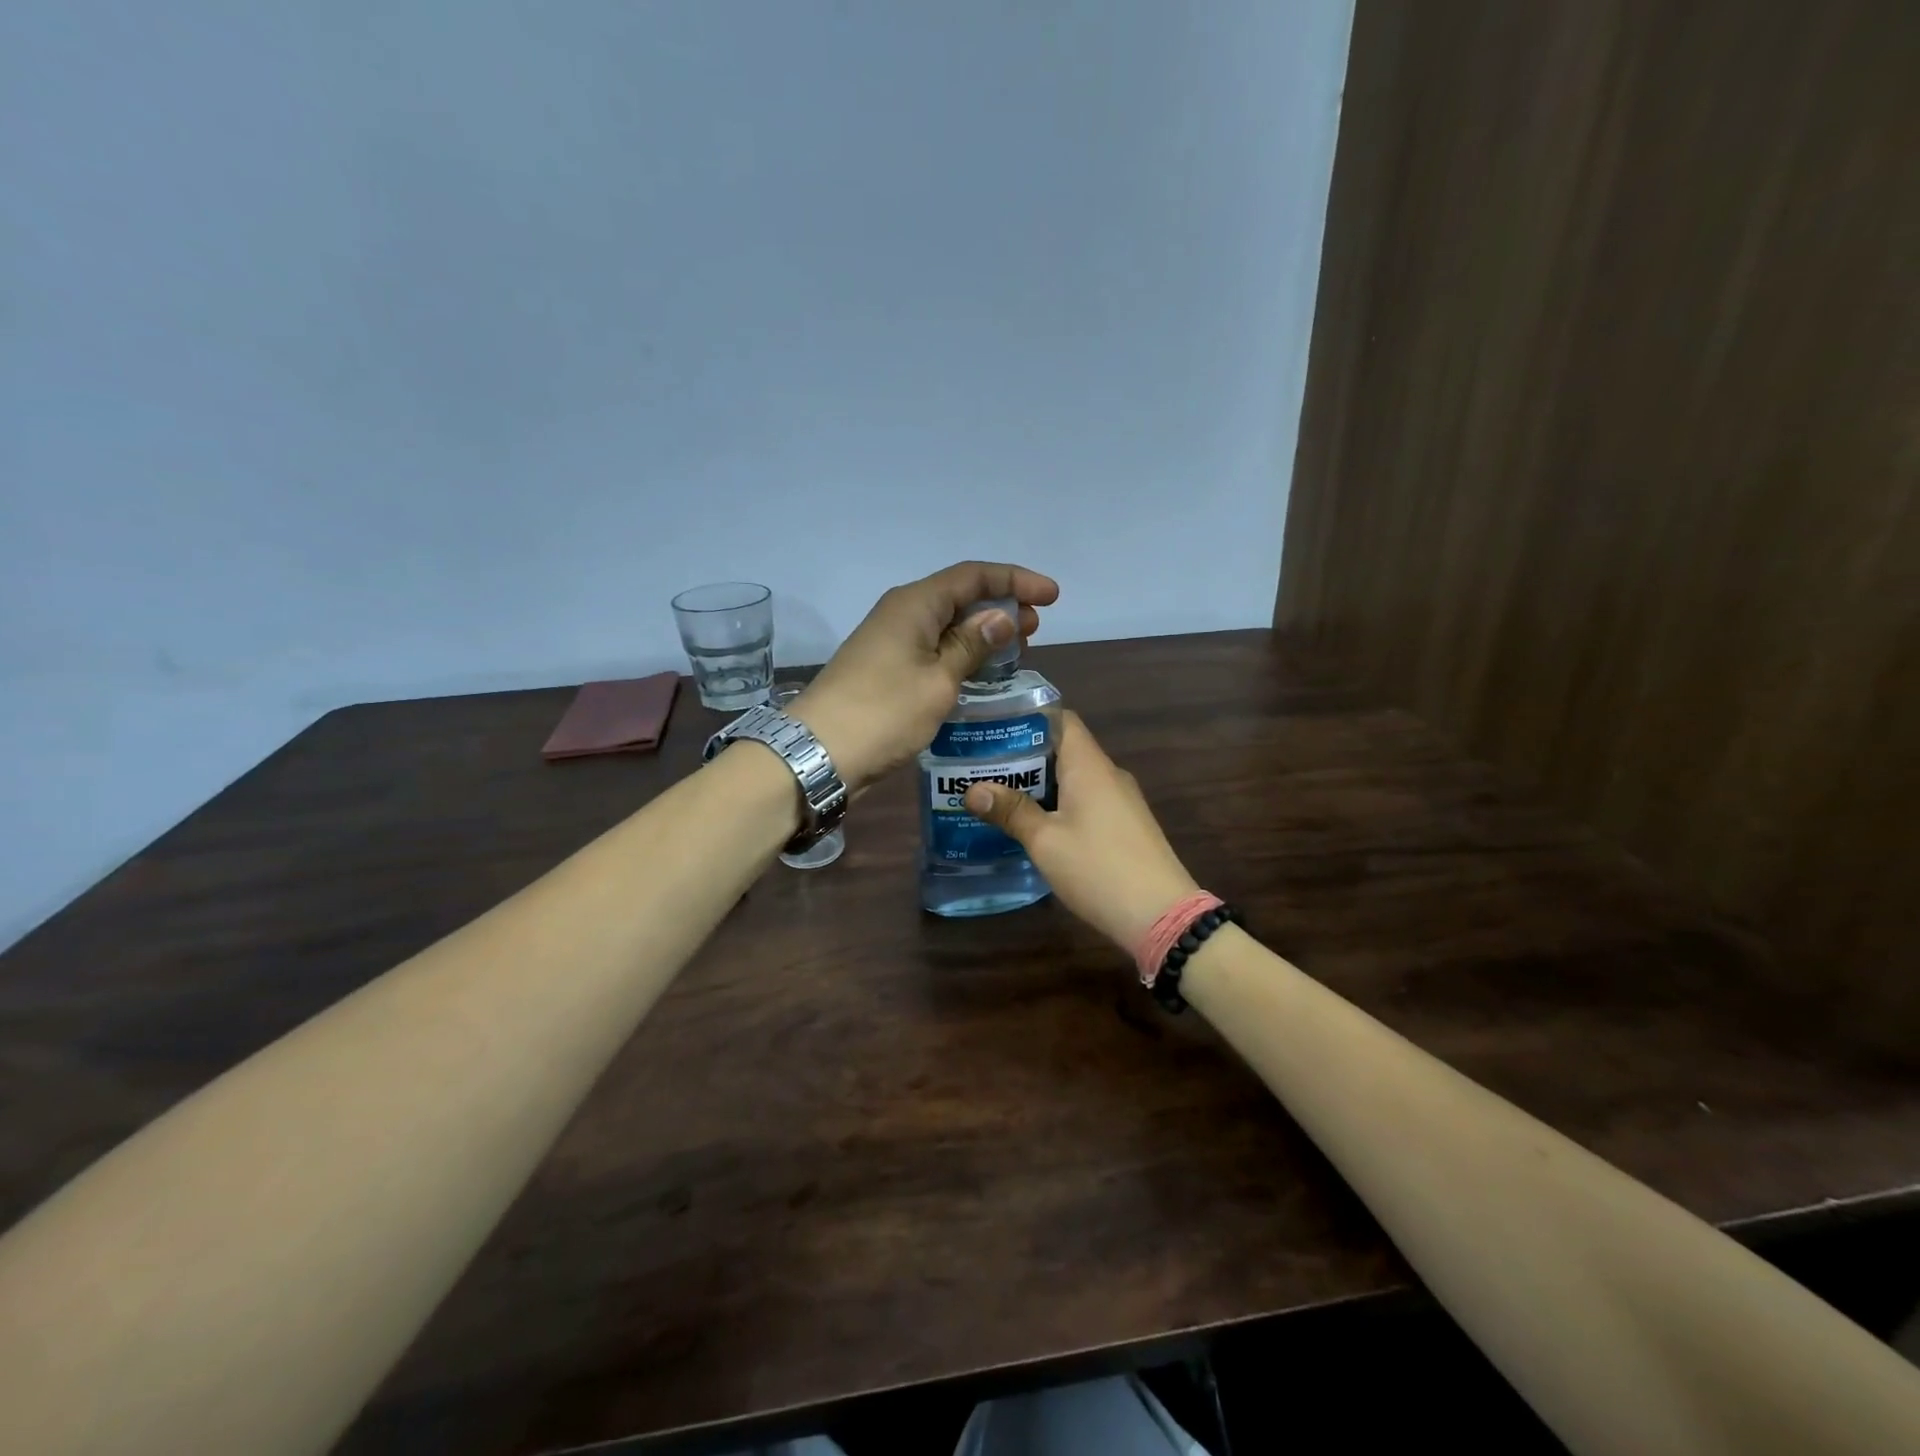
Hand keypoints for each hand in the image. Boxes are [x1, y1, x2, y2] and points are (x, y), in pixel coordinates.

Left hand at [792, 562, 1058, 791]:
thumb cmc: (885, 712)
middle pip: (959, 595)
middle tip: (1035, 627)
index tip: (1052, 596)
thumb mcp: (939, 680)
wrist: (820, 751)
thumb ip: (972, 645)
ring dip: (982, 630)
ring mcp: (891, 640)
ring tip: (1017, 647)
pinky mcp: (886, 667)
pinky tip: (980, 669)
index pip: (974, 576)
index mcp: (915, 603)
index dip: (1015, 580)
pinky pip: (933, 646)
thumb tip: (1000, 618)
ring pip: (946, 623)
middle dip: (1001, 605)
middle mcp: (902, 612)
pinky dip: (961, 652)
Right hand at [962, 711, 1199, 953]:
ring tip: (998, 794)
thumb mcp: (1046, 841)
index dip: (1027, 719)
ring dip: (1039, 783)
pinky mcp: (1125, 825)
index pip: (1061, 719)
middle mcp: (1108, 774)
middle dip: (1023, 756)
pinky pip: (1086, 801)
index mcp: (1089, 766)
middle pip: (1063, 749)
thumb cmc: (1099, 869)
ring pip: (1074, 778)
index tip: (993, 728)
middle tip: (981, 766)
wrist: (1162, 916)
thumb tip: (972, 790)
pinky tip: (1034, 824)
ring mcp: (1121, 801)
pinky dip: (1058, 803)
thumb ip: (1011, 812)